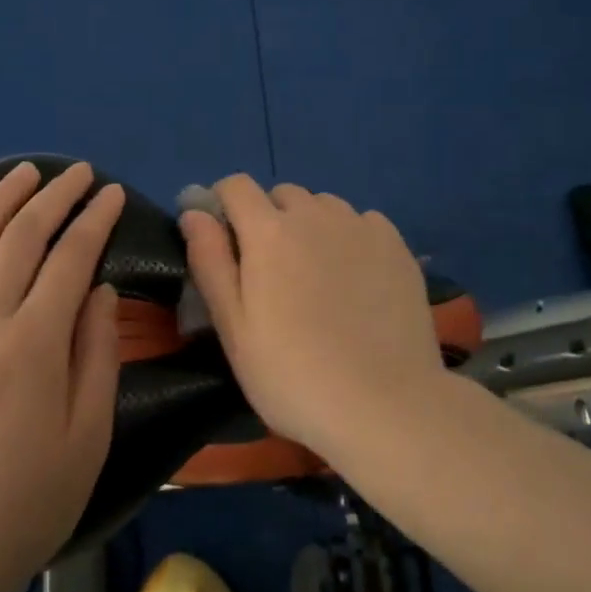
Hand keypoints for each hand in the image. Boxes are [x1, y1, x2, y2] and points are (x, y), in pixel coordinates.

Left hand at [0, 161, 124, 591]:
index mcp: (32, 346)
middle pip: (19, 239)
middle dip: (54, 197)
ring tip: (23, 173)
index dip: (95, 219)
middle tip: (78, 173)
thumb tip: (98, 289)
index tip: (112, 192)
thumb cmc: (26, 505)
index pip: (70, 258)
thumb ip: (97, 353)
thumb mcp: (88, 436)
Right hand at [179, 175, 446, 456]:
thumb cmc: (294, 375)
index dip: (223, 204)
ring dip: (311, 226)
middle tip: (272, 272)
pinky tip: (357, 280)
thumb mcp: (234, 328)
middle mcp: (315, 214)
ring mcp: (360, 226)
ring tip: (317, 275)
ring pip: (324, 206)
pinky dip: (351, 238)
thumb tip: (194, 213)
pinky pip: (362, 222)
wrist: (386, 406)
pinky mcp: (396, 245)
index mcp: (268, 231)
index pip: (236, 185)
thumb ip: (210, 261)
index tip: (224, 239)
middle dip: (268, 219)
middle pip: (282, 195)